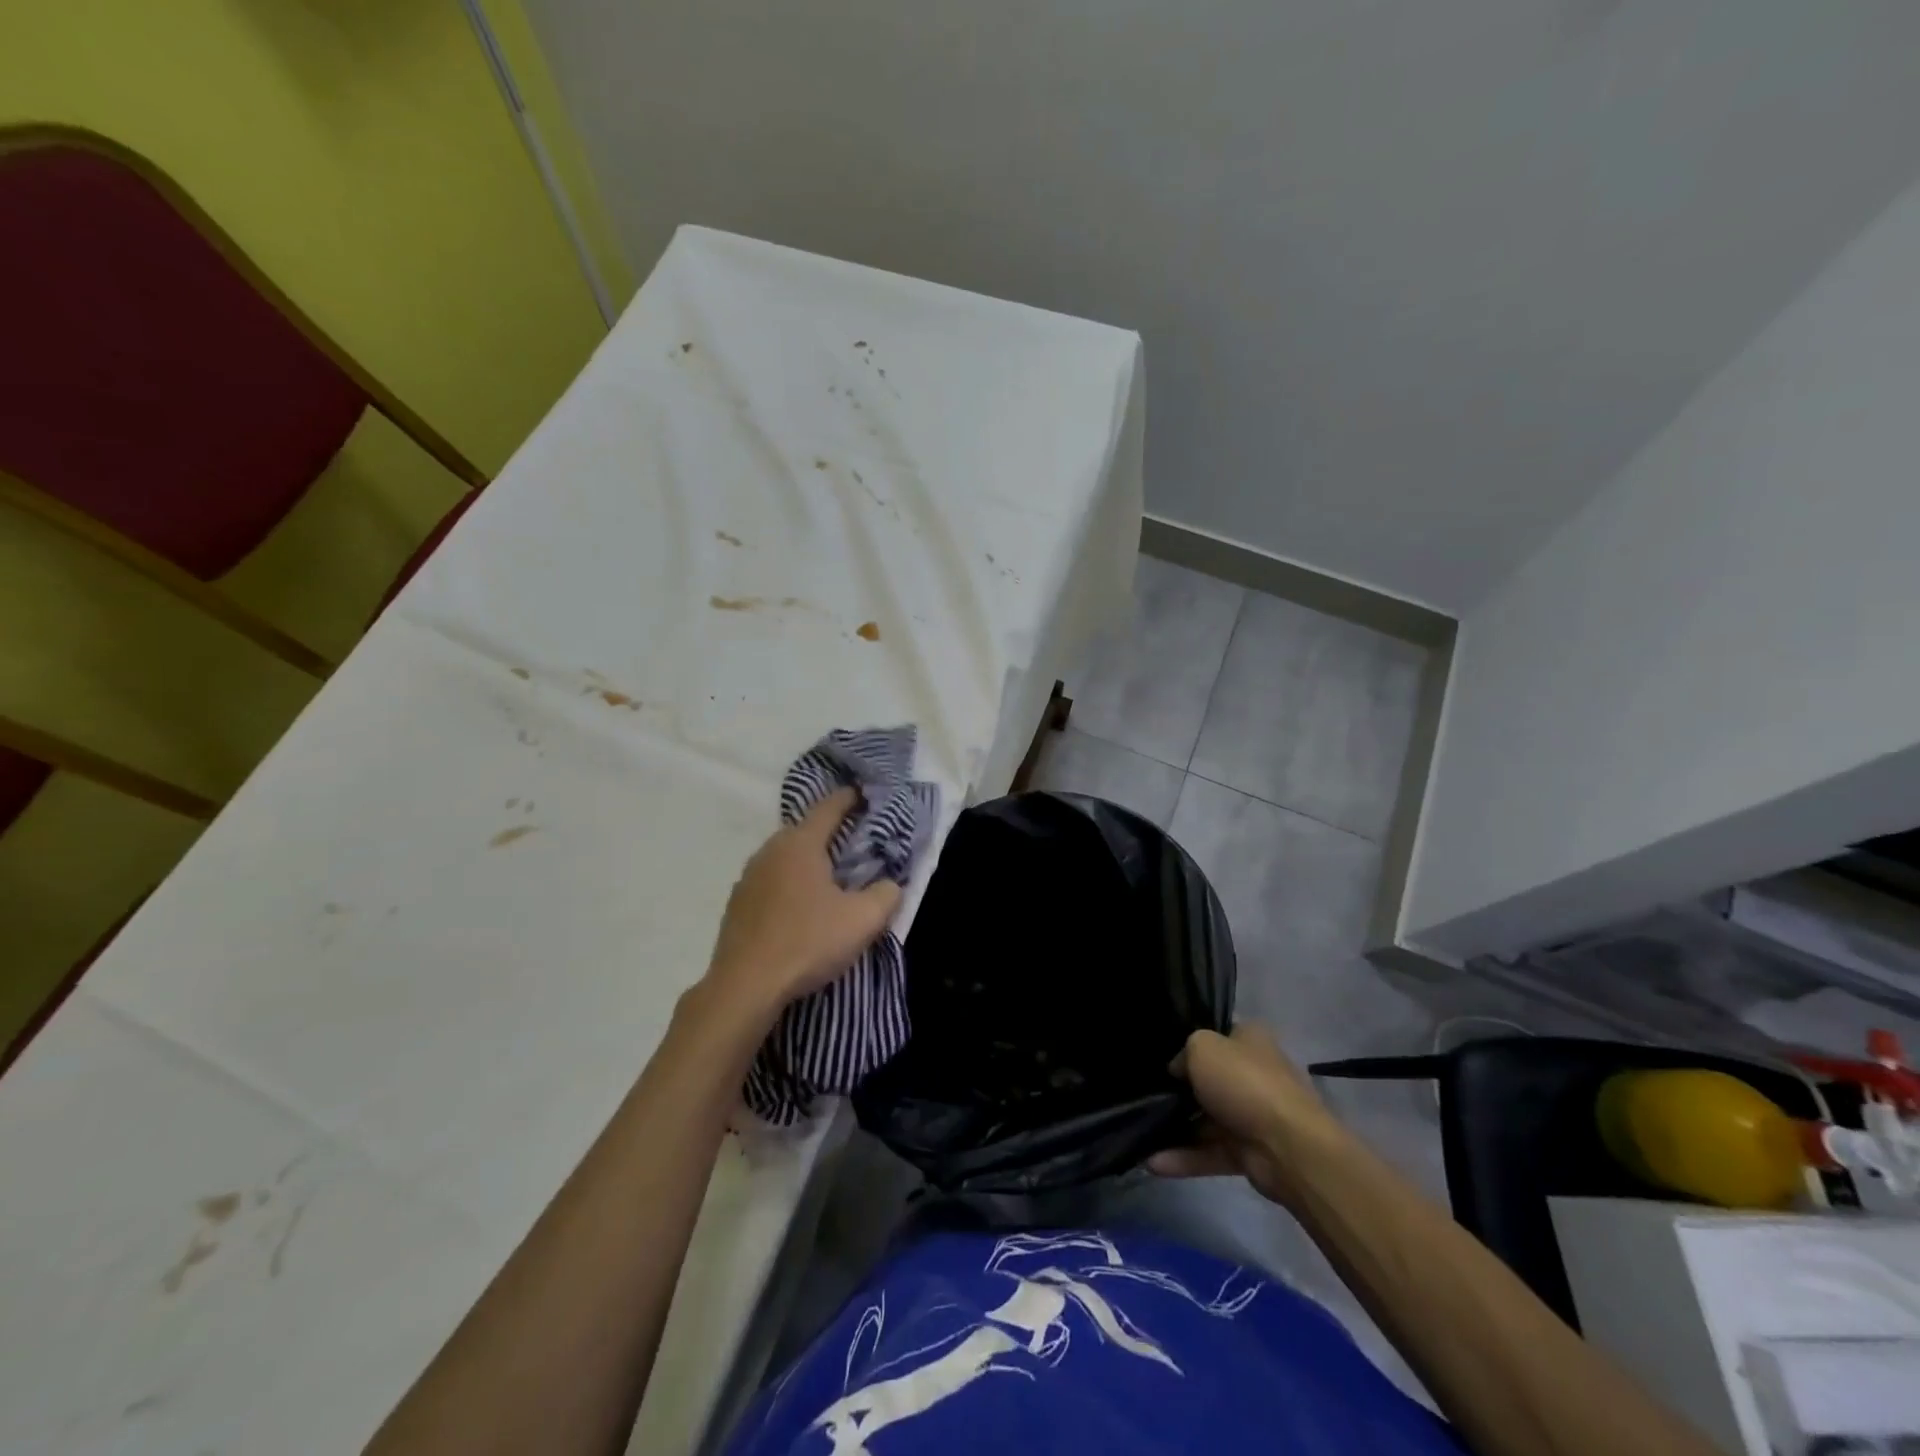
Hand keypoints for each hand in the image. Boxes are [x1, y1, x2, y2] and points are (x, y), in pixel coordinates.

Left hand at [700, 788, 902, 1027]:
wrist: (745, 987)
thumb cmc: (808, 943)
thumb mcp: (863, 920)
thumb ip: (886, 894)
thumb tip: (890, 885)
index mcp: (800, 844)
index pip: (828, 807)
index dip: (849, 798)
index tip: (864, 793)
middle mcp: (770, 851)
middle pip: (804, 830)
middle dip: (830, 832)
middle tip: (855, 842)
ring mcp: (748, 877)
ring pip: (784, 857)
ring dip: (807, 860)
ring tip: (829, 877)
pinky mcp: (736, 905)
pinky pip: (770, 881)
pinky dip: (788, 883)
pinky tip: (799, 907)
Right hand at [1148, 1023, 1345, 1205]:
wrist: (1290, 1148)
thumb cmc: (1244, 1083)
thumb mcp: (1202, 1047)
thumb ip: (1184, 1053)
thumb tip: (1179, 1070)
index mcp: (1251, 1041)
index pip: (1217, 1036)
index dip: (1190, 1044)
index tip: (1164, 1056)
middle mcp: (1255, 1075)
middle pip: (1211, 1080)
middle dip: (1181, 1089)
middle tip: (1147, 1093)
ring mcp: (1254, 1116)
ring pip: (1208, 1120)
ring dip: (1178, 1128)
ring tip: (1143, 1132)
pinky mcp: (1251, 1154)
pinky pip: (1211, 1152)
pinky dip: (1185, 1157)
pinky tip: (1154, 1163)